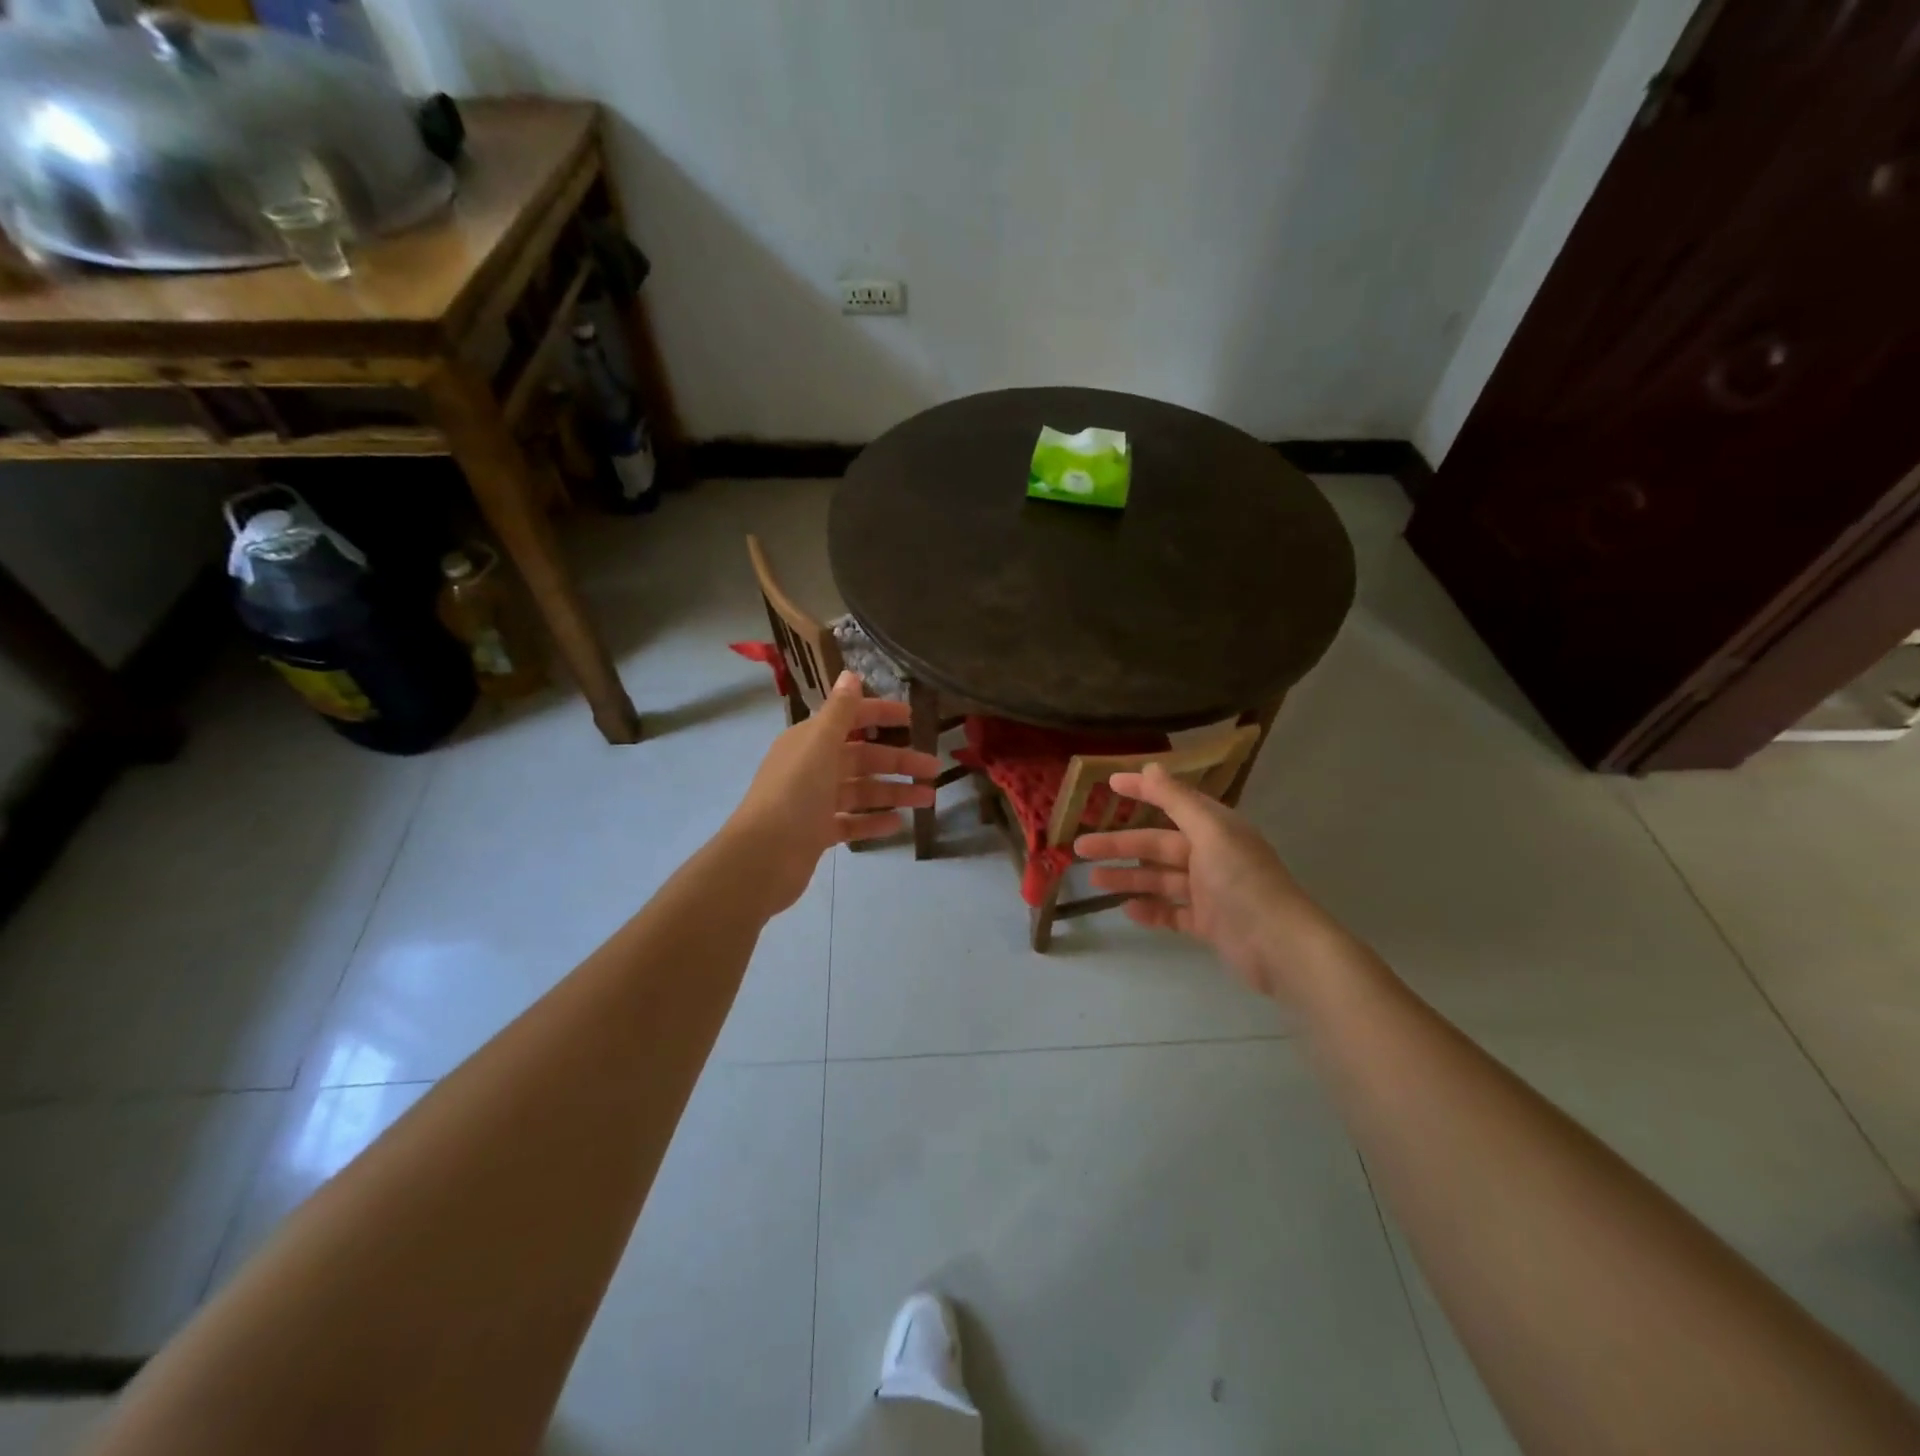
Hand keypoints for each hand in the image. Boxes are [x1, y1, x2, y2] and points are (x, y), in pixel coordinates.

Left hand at [726, 671, 941, 915]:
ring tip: (927, 799)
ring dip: (894, 792)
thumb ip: (840, 712)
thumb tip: (851, 674)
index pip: (850, 719)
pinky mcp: (817, 832)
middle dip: (898, 761)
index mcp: (809, 741)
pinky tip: (899, 824)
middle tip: (934, 769)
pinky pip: (852, 822)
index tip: (913, 717)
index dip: (880, 714)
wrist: (762, 857)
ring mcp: (814, 802)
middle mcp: (811, 766)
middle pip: (862, 758)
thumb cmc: (794, 794)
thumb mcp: (819, 745)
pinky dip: (874, 821)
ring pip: (861, 791)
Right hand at [1074, 763, 1341, 1000]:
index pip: (1172, 801)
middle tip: (1080, 846)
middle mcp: (1211, 855)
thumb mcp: (1210, 832)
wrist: (1280, 946)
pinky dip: (1150, 911)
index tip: (1110, 783)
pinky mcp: (1208, 924)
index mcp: (1215, 828)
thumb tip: (1151, 766)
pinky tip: (1126, 910)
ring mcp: (1209, 892)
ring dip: (1128, 878)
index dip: (1143, 790)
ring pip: (1160, 879)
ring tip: (1094, 880)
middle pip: (1157, 845)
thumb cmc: (1243, 881)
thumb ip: (1178, 800)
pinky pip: (1172, 913)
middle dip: (1119, 845)